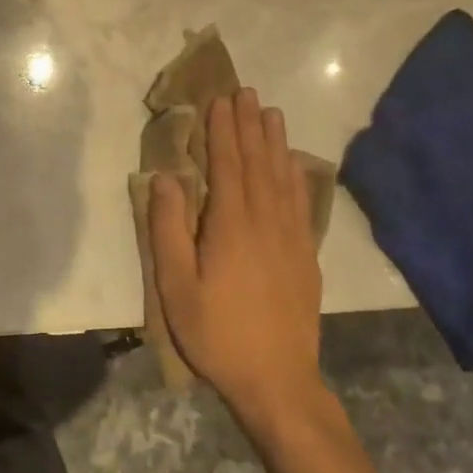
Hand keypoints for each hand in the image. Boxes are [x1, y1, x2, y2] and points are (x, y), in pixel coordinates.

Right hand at [150, 89, 324, 424]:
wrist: (277, 380)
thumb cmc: (216, 333)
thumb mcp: (176, 285)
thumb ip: (168, 228)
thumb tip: (166, 178)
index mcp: (230, 225)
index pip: (227, 164)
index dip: (223, 129)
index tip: (221, 99)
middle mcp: (265, 220)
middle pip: (256, 162)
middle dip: (248, 125)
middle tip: (246, 92)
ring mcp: (291, 236)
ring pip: (282, 176)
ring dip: (274, 141)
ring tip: (271, 112)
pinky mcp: (306, 254)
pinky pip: (302, 202)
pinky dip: (297, 175)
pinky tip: (294, 162)